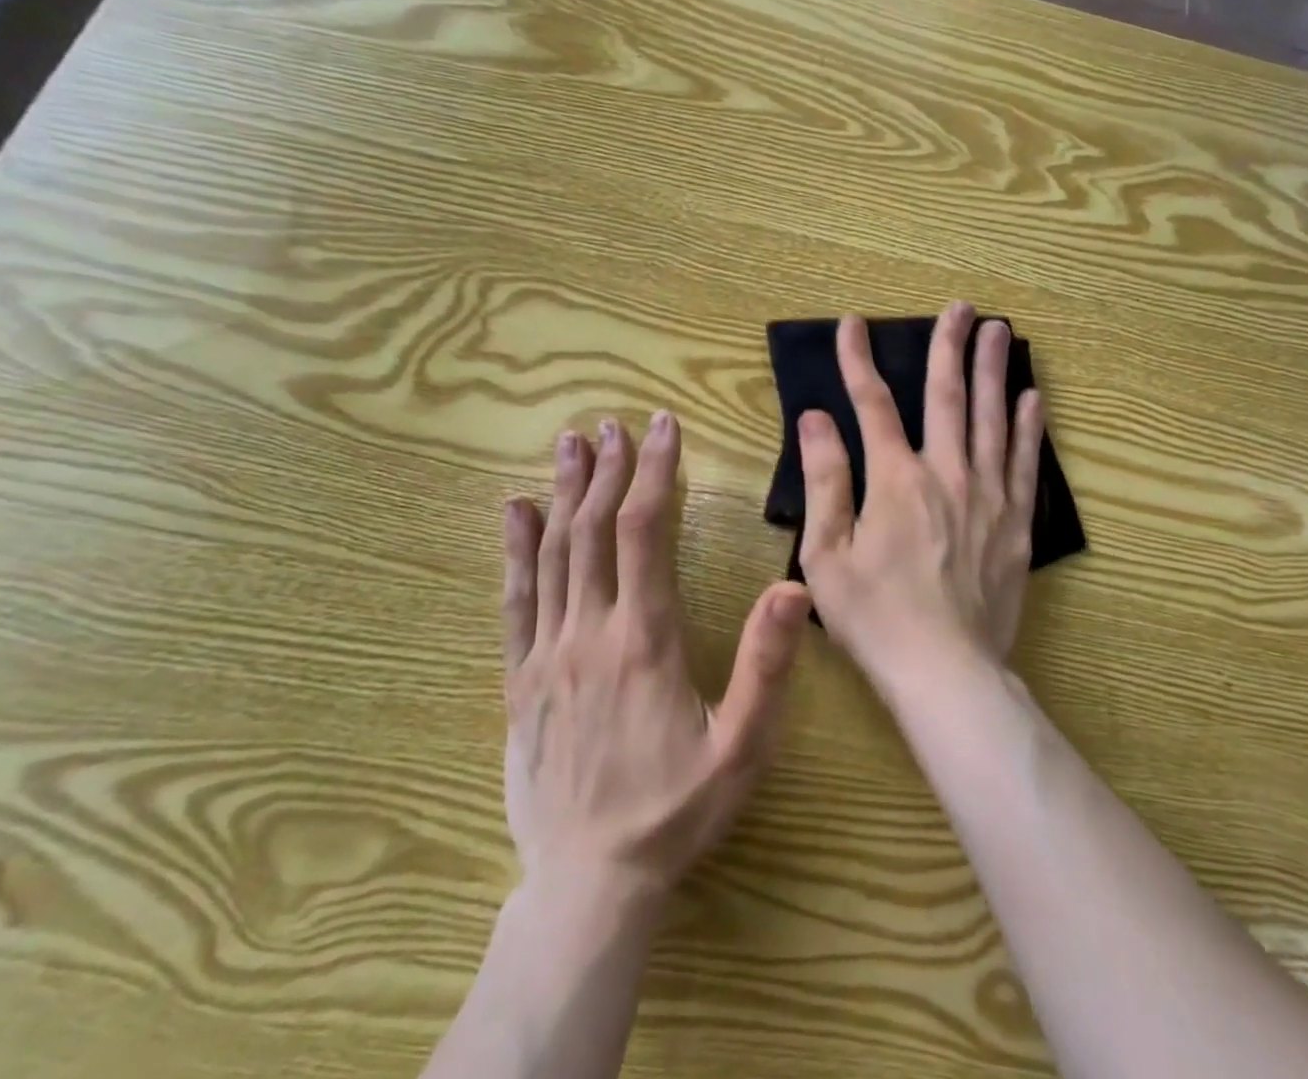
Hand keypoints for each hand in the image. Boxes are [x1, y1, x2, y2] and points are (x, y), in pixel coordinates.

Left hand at [500, 412, 811, 904]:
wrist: (588, 884)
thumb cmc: (676, 812)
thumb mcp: (742, 747)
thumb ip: (767, 665)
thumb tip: (793, 586)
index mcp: (645, 640)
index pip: (645, 532)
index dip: (653, 473)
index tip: (662, 428)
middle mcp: (590, 632)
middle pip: (593, 530)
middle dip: (606, 469)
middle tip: (613, 423)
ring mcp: (547, 654)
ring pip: (552, 554)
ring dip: (562, 493)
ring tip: (569, 443)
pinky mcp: (520, 680)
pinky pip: (514, 601)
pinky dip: (515, 549)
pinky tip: (514, 511)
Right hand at [796, 301, 1043, 695]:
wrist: (946, 670)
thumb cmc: (875, 617)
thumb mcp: (826, 553)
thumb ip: (824, 480)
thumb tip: (815, 418)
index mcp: (895, 479)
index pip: (872, 404)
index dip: (858, 360)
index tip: (852, 324)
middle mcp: (946, 472)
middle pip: (948, 395)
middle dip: (949, 345)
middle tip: (960, 307)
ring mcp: (988, 495)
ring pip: (992, 417)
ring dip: (994, 369)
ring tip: (1000, 330)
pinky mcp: (1016, 521)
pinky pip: (1024, 461)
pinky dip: (1028, 426)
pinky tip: (1033, 398)